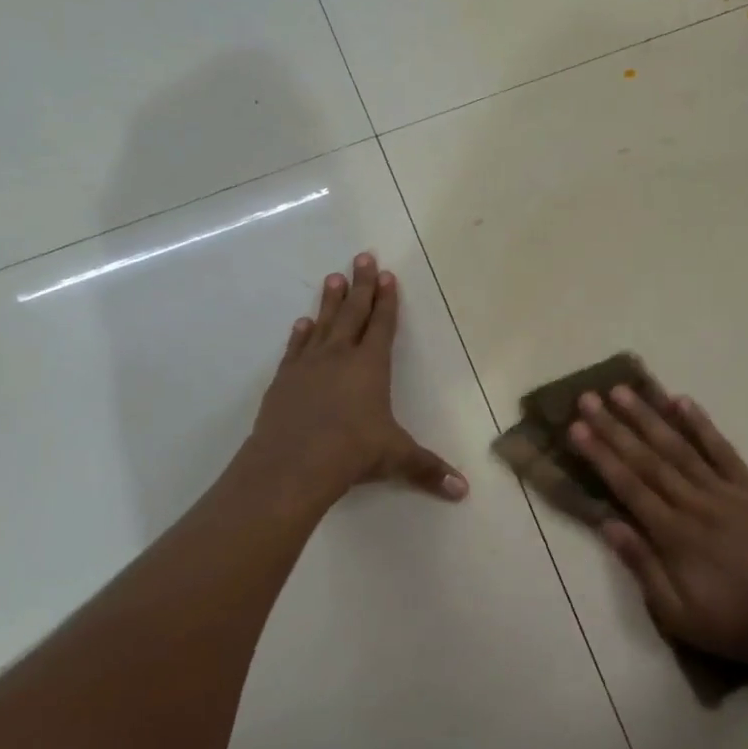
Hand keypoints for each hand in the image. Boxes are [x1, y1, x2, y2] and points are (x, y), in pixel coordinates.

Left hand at [249, 252, 466, 505]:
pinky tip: (301, 323)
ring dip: (330, 300)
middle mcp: (340, 356)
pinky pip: (295, 348)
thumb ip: (428, 469)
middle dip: (361, 285)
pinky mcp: (284, 379)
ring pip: (323, 323)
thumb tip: (463, 491)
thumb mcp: (396, 458)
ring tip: (333, 277)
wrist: (293, 463)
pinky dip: (300, 334)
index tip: (387, 275)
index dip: (387, 300)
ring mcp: (308, 365)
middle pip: (353, 312)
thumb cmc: (352, 452)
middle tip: (362, 256)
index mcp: (371, 366)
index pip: (382, 325)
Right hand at [568, 385, 747, 676]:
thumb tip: (608, 524)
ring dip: (649, 417)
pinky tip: (683, 402)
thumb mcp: (679, 615)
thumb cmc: (736, 624)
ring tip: (623, 391)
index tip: (577, 428)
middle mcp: (695, 503)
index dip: (600, 455)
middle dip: (614, 427)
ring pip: (680, 447)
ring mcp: (726, 491)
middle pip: (648, 458)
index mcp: (674, 534)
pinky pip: (723, 450)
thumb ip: (643, 567)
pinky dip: (702, 425)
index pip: (628, 485)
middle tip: (589, 398)